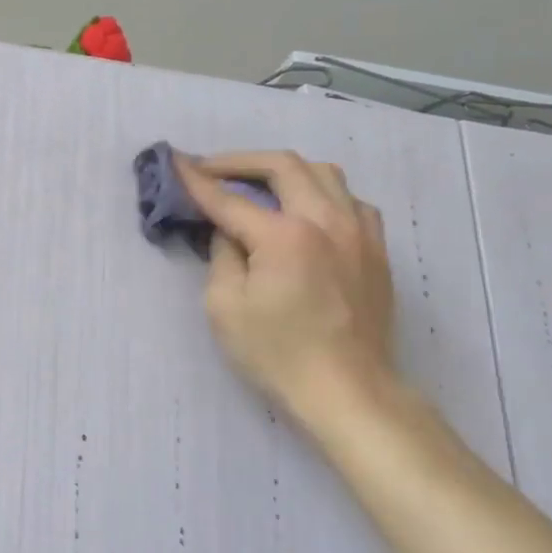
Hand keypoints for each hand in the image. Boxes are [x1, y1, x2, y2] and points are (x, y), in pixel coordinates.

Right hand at [175, 152, 398, 425]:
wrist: (349, 392)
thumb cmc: (278, 355)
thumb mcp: (225, 308)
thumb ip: (222, 255)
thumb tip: (228, 230)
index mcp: (285, 236)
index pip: (230, 198)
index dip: (197, 179)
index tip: (175, 160)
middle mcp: (326, 220)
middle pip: (282, 165)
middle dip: (240, 161)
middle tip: (212, 170)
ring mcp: (359, 232)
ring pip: (324, 173)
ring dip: (284, 171)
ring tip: (260, 185)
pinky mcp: (377, 249)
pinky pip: (351, 200)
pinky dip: (322, 193)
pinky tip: (308, 211)